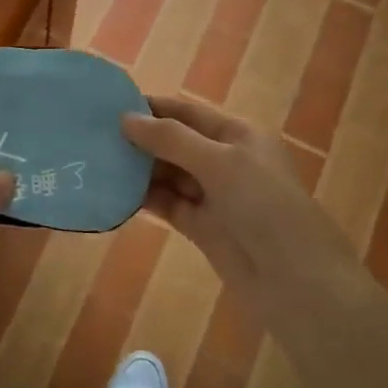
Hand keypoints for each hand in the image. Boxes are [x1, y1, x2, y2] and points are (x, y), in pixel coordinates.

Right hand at [121, 95, 387, 387]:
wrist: (297, 282)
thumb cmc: (266, 208)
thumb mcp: (221, 162)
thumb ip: (171, 140)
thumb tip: (125, 119)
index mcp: (238, 136)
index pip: (187, 112)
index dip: (152, 107)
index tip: (108, 104)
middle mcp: (225, 160)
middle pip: (175, 142)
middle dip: (139, 138)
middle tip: (91, 135)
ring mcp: (213, 195)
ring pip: (168, 174)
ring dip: (137, 168)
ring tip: (94, 160)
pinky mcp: (201, 227)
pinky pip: (167, 204)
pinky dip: (143, 197)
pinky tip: (112, 191)